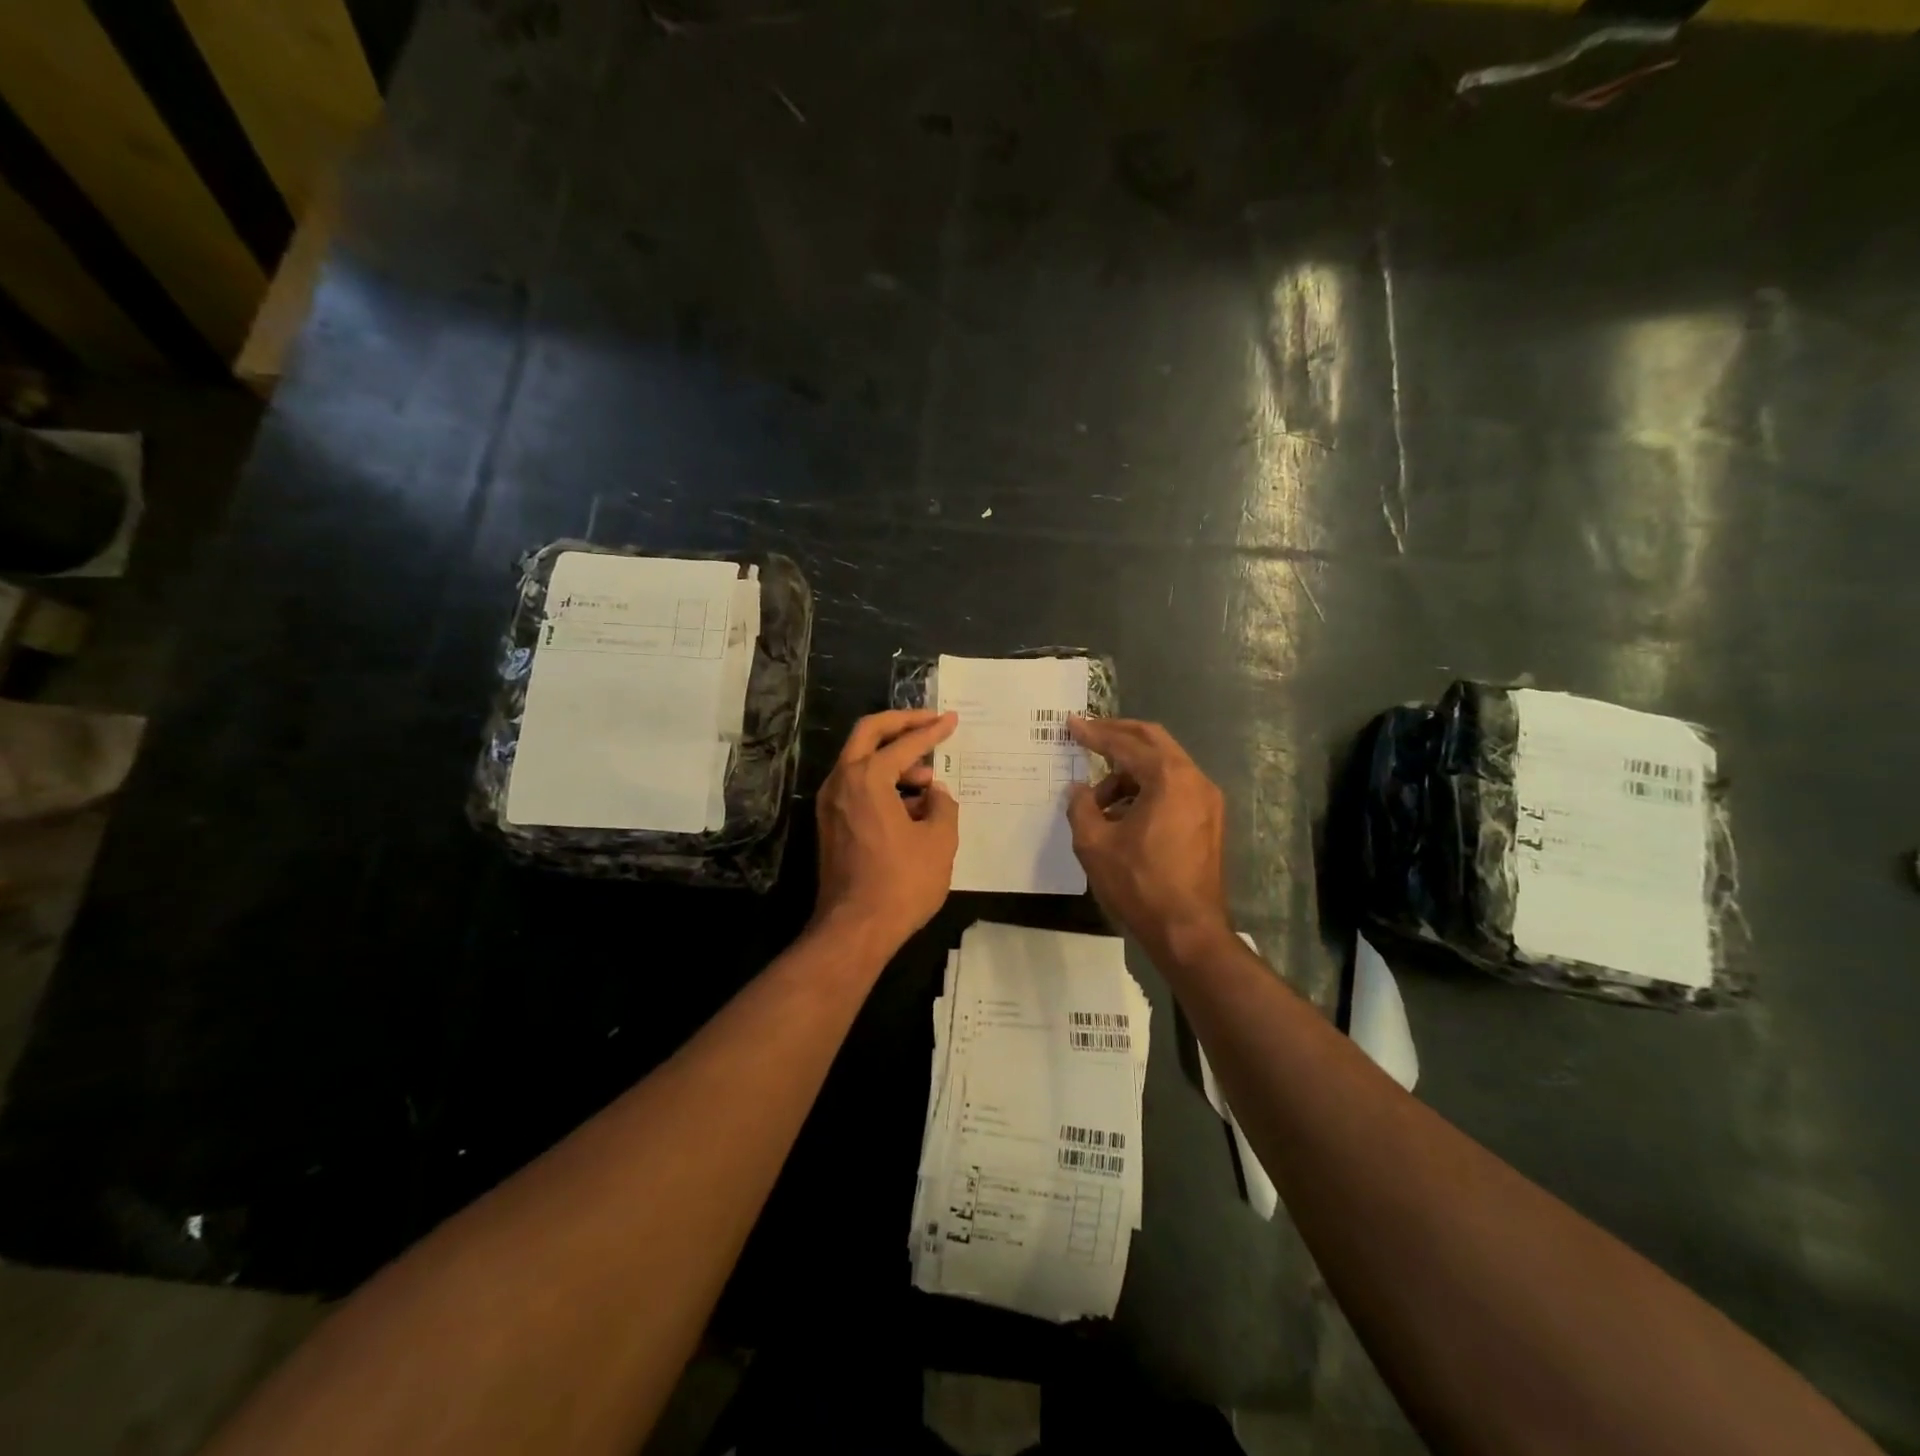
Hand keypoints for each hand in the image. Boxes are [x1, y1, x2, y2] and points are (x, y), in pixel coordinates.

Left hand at [814, 709, 959, 949]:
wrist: (855, 929)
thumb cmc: (901, 883)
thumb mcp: (940, 842)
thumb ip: (943, 806)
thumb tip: (936, 794)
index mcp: (867, 778)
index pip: (904, 744)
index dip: (931, 731)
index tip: (952, 720)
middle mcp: (841, 782)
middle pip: (868, 734)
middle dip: (901, 724)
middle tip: (930, 723)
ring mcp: (830, 804)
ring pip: (860, 762)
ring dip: (893, 760)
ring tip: (928, 780)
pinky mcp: (829, 824)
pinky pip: (856, 788)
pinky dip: (882, 784)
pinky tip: (910, 806)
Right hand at [1066, 717, 1229, 956]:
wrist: (1188, 931)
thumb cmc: (1139, 884)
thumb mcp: (1094, 844)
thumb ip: (1081, 807)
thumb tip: (1079, 790)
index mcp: (1169, 778)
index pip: (1125, 744)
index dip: (1095, 733)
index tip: (1071, 724)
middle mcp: (1194, 779)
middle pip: (1153, 740)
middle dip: (1118, 735)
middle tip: (1088, 733)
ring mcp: (1207, 800)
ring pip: (1164, 765)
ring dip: (1130, 770)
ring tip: (1098, 798)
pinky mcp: (1209, 820)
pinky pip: (1175, 787)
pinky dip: (1147, 788)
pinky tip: (1123, 813)